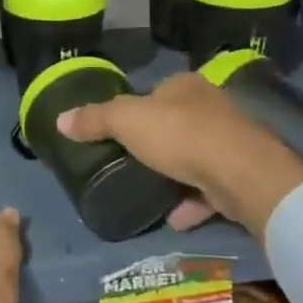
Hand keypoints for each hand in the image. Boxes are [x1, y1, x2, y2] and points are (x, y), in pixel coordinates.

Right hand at [56, 72, 302, 235]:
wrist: (240, 172)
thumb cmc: (179, 135)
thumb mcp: (126, 122)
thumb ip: (95, 119)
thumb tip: (60, 119)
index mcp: (185, 85)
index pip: (156, 91)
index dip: (137, 109)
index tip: (120, 132)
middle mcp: (212, 106)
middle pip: (178, 123)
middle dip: (158, 143)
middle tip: (132, 163)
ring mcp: (231, 141)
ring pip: (196, 156)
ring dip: (176, 175)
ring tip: (150, 193)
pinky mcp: (243, 174)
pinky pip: (211, 188)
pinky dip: (192, 202)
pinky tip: (175, 218)